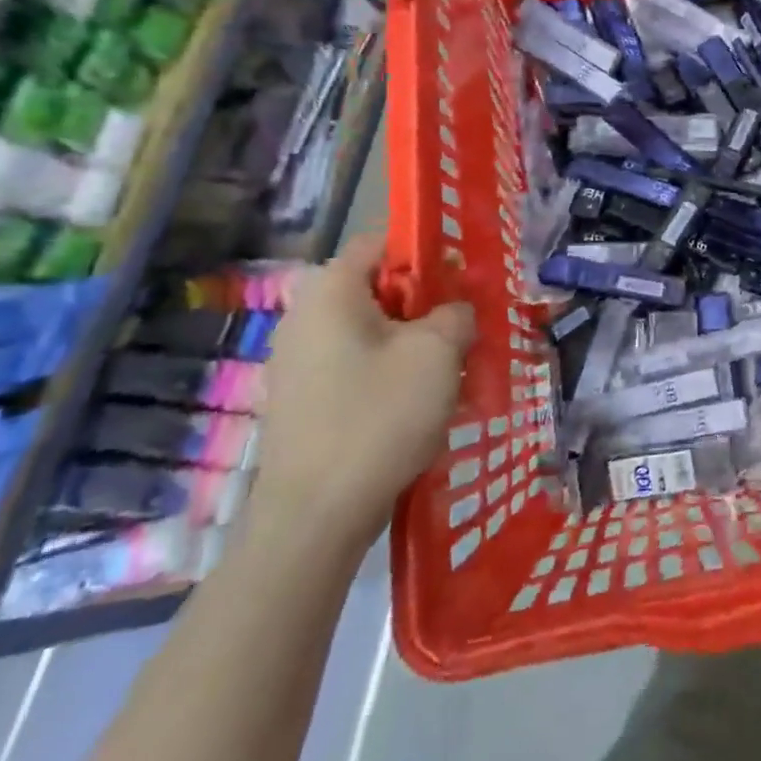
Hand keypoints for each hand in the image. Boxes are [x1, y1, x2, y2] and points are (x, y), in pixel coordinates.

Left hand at [254, 234, 474, 553]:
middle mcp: (304, 317)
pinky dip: (389, 372)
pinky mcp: (302, 401)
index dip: (426, 253)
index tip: (462, 281)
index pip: (381, 243)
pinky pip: (356, 366)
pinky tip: (417, 404)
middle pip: (378, 289)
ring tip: (448, 370)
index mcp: (330, 292)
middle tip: (464, 329)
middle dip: (425, 304)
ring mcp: (297, 363)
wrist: (315, 517)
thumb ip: (456, 313)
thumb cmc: (378, 417)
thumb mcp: (437, 352)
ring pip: (370, 332)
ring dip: (412, 343)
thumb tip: (454, 312)